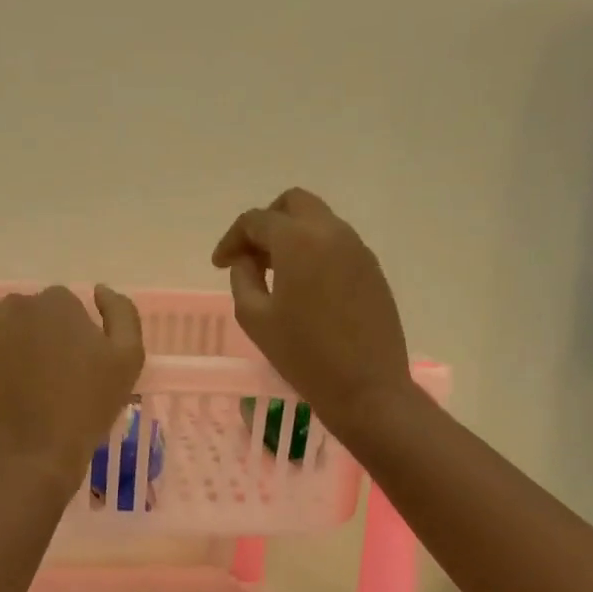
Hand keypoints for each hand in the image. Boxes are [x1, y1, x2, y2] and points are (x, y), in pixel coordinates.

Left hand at [0, 286, 144, 491]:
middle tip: (38, 379)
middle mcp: (18, 301)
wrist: (32, 455)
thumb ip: (122, 314)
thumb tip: (98, 290)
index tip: (67, 368)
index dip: (66, 338)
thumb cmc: (85, 411)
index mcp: (60, 302)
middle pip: (27, 312)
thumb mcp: (128, 361)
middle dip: (33, 337)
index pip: (63, 308)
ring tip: (6, 381)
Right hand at [212, 188, 413, 435]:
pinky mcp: (373, 270)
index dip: (232, 239)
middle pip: (293, 203)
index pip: (256, 220)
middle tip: (251, 255)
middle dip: (266, 222)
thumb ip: (243, 278)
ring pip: (318, 221)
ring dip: (292, 236)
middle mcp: (332, 232)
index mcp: (298, 240)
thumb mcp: (255, 318)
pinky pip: (337, 244)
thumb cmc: (303, 355)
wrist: (366, 387)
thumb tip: (247, 260)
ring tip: (275, 273)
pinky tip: (304, 286)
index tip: (220, 265)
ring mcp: (358, 249)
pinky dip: (314, 251)